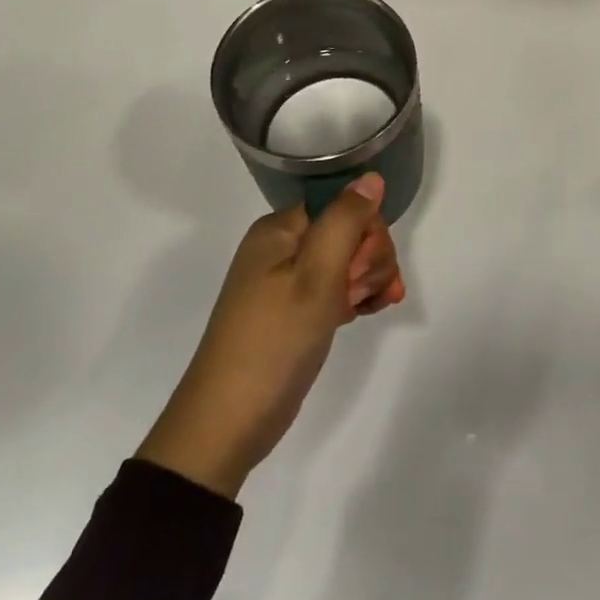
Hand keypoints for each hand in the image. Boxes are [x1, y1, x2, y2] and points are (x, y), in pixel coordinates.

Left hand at [138, 173, 403, 497]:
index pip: (342, 205)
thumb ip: (346, 221)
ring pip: (348, 261)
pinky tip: (368, 313)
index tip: (361, 268)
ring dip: (367, 280)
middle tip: (358, 294)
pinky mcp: (296, 312)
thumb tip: (371, 177)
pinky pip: (337, 289)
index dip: (365, 231)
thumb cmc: (274, 341)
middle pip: (348, 231)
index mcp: (280, 229)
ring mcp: (288, 282)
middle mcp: (283, 248)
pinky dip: (357, 297)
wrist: (228, 423)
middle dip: (369, 259)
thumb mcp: (316, 276)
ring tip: (364, 310)